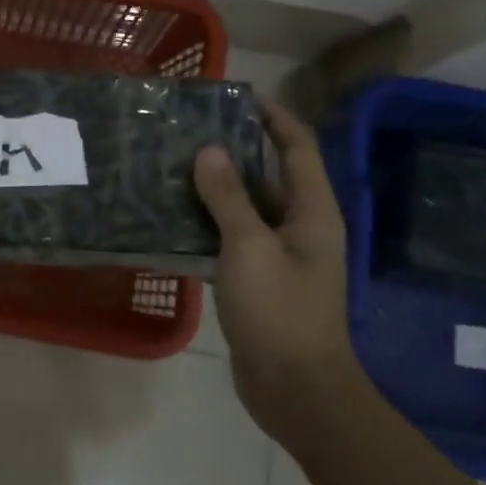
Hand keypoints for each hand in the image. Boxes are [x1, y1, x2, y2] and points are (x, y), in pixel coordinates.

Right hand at [193, 101, 362, 439]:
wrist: (295, 388)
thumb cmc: (279, 312)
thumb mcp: (249, 248)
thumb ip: (228, 198)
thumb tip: (209, 151)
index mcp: (312, 212)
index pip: (298, 147)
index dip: (273, 117)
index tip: (236, 97)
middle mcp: (300, 226)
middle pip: (270, 173)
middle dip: (235, 148)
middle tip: (189, 130)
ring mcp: (280, 255)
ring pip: (247, 207)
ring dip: (217, 187)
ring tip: (173, 165)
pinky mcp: (259, 279)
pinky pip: (233, 238)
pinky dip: (208, 223)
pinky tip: (172, 217)